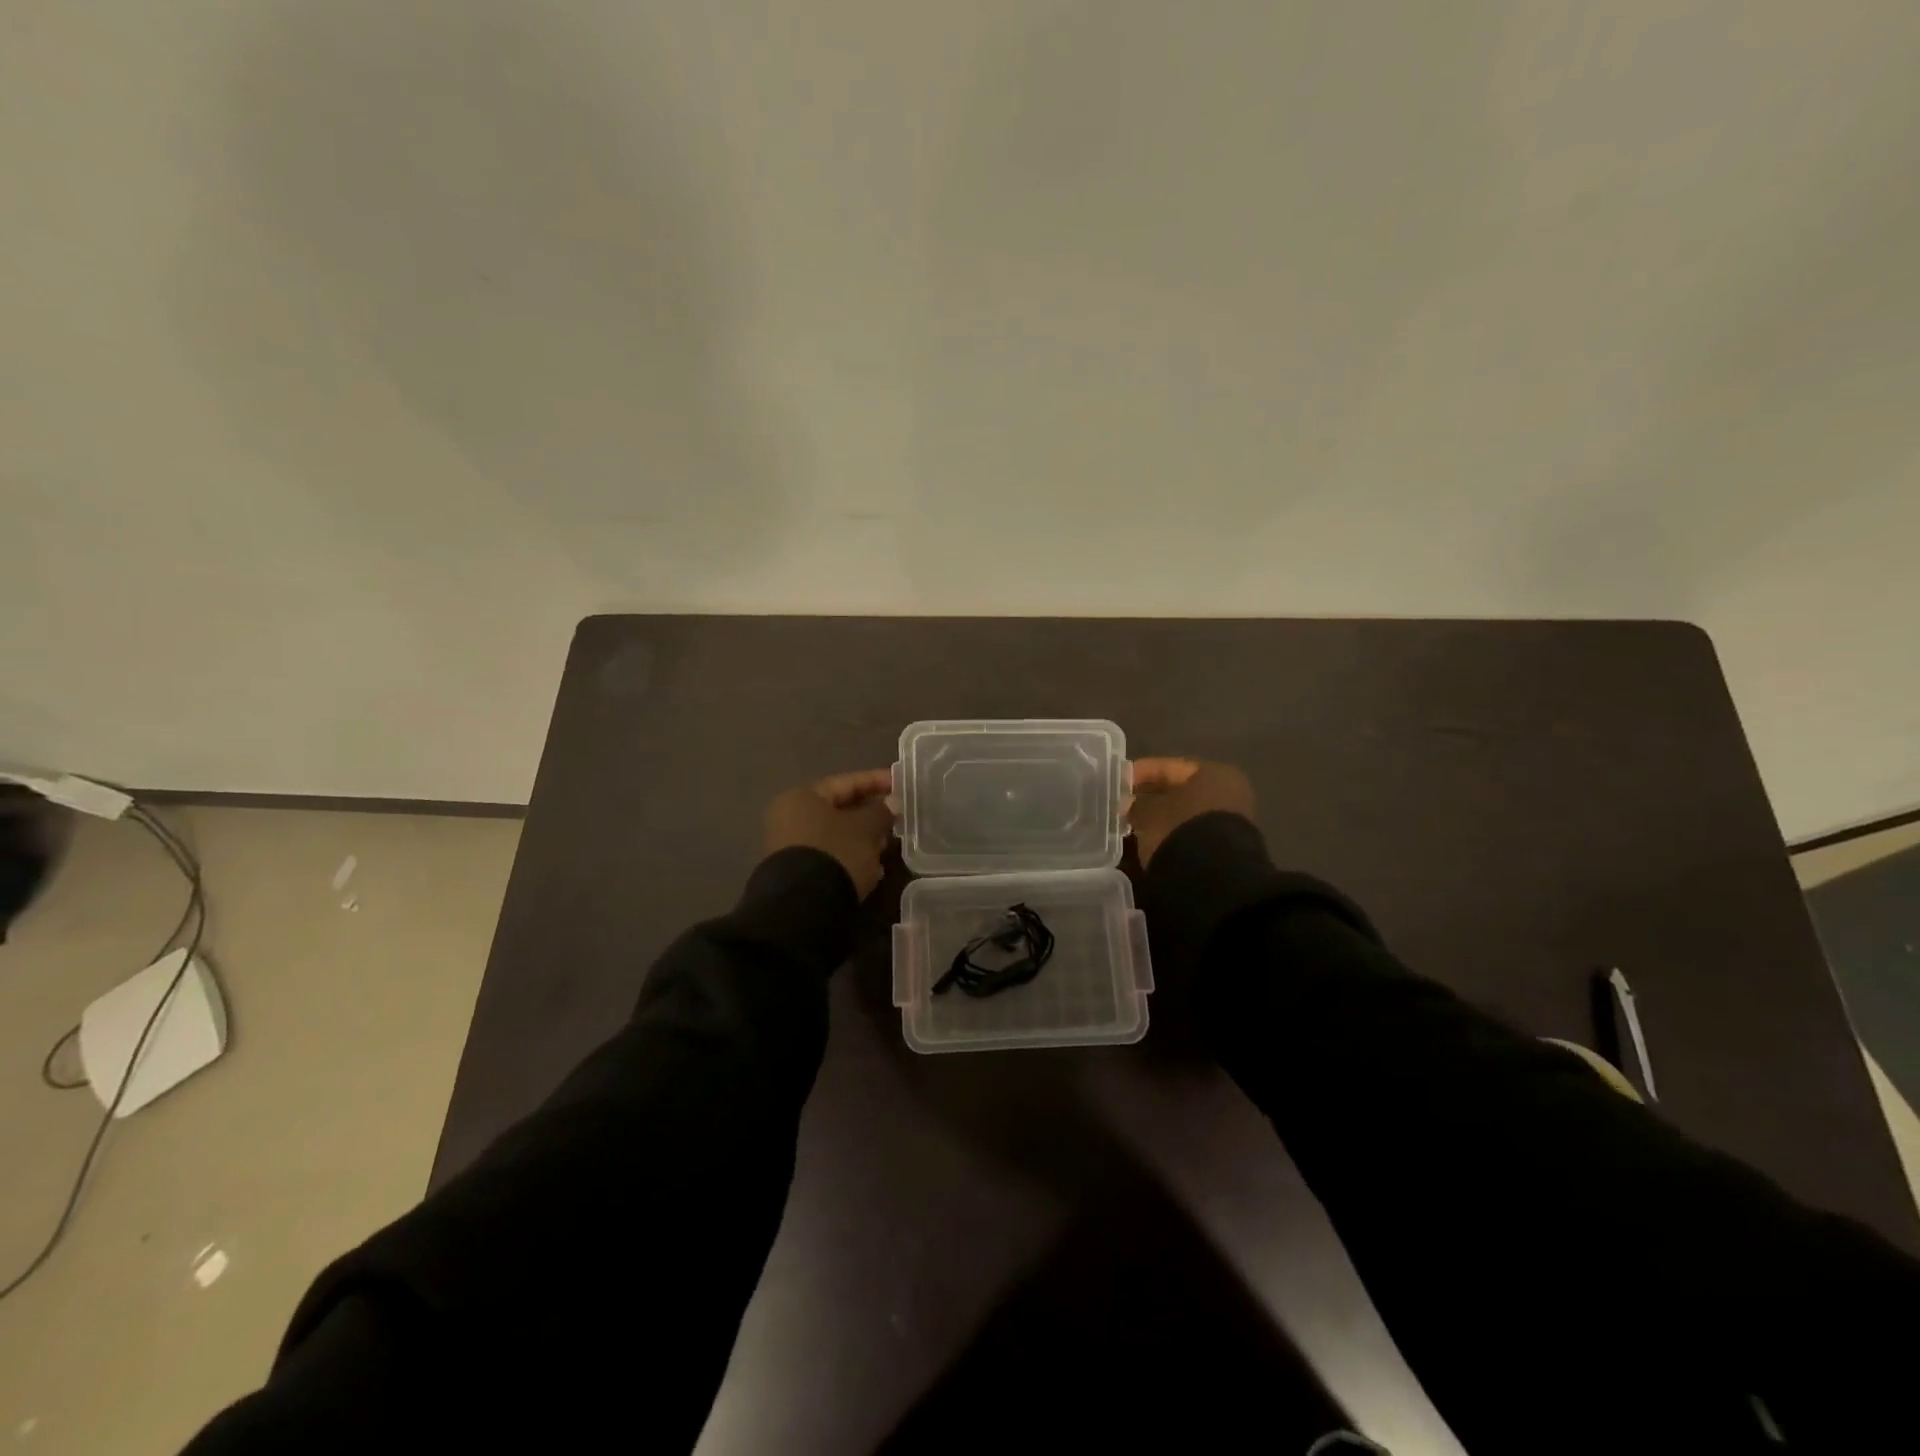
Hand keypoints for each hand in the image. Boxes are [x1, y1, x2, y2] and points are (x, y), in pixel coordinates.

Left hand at [763, 770, 895, 898]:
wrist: (804, 907)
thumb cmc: (836, 853)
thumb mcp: (865, 829)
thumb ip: (881, 812)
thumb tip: (891, 803)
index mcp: (802, 797)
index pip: (845, 782)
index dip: (876, 781)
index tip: (901, 783)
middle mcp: (790, 817)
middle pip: (839, 809)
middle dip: (871, 813)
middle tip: (898, 816)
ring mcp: (791, 847)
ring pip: (836, 834)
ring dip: (864, 837)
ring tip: (890, 843)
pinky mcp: (798, 872)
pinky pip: (831, 855)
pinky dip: (852, 856)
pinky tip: (874, 867)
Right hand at [1128, 759, 1254, 866]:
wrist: (1212, 877)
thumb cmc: (1179, 829)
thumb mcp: (1149, 813)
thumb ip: (1137, 804)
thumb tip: (1129, 805)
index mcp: (1215, 774)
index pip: (1171, 767)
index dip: (1142, 772)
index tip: (1119, 780)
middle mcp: (1229, 793)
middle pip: (1181, 791)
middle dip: (1152, 797)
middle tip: (1124, 803)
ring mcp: (1231, 823)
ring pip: (1187, 814)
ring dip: (1162, 818)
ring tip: (1134, 825)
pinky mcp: (1226, 849)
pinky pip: (1192, 834)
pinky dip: (1173, 835)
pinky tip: (1152, 841)